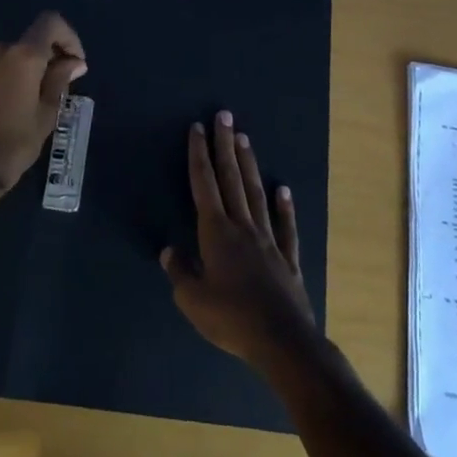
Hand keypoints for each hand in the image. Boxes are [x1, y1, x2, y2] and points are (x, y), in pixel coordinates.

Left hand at [0, 12, 86, 195]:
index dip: (67, 37)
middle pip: (26, 44)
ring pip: (2, 58)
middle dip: (42, 61)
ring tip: (19, 104)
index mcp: (22, 57)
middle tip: (49, 91)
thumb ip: (60, 81)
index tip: (73, 63)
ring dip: (16, 72)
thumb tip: (74, 62)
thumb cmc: (12, 147)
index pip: (50, 23)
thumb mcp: (46, 116)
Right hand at [162, 111, 317, 374]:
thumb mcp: (192, 300)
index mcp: (216, 233)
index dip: (199, 155)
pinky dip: (284, 207)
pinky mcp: (288, 259)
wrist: (282, 340)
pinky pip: (285, 227)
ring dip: (249, 165)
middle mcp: (242, 227)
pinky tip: (283, 190)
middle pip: (231, 179)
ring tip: (244, 138)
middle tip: (224, 115)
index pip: (204, 185)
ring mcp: (268, 240)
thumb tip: (168, 250)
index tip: (198, 128)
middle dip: (224, 146)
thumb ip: (180, 272)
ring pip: (256, 194)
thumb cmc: (231, 319)